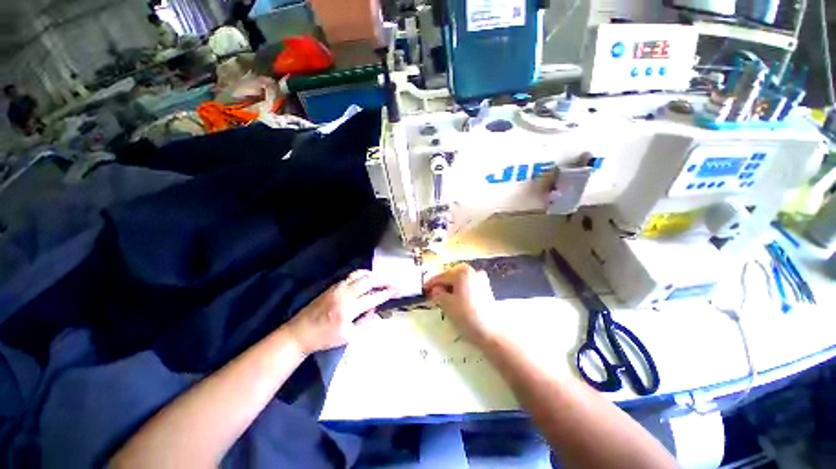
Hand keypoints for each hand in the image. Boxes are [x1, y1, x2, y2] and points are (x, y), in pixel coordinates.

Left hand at [285, 270, 395, 353]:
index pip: (373, 297)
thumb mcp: (349, 337)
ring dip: (373, 275)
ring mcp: (337, 288)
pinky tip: (367, 278)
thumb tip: (375, 308)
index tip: (398, 288)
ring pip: (360, 274)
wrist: (299, 333)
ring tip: (382, 278)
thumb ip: (365, 323)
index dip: (387, 292)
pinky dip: (363, 275)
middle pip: (368, 280)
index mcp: (348, 310)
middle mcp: (344, 294)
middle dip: (383, 279)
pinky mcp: (333, 286)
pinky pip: (352, 276)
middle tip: (393, 281)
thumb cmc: (325, 338)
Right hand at [424, 264, 499, 346]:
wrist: (492, 332)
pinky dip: (460, 290)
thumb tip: (436, 290)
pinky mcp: (486, 289)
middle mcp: (472, 272)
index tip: (423, 289)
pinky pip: (468, 286)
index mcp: (462, 272)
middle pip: (452, 276)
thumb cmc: (466, 315)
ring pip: (460, 281)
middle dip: (442, 285)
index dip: (431, 283)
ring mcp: (481, 280)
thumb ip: (438, 294)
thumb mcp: (447, 304)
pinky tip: (455, 299)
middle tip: (432, 294)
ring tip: (443, 298)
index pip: (442, 276)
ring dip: (451, 288)